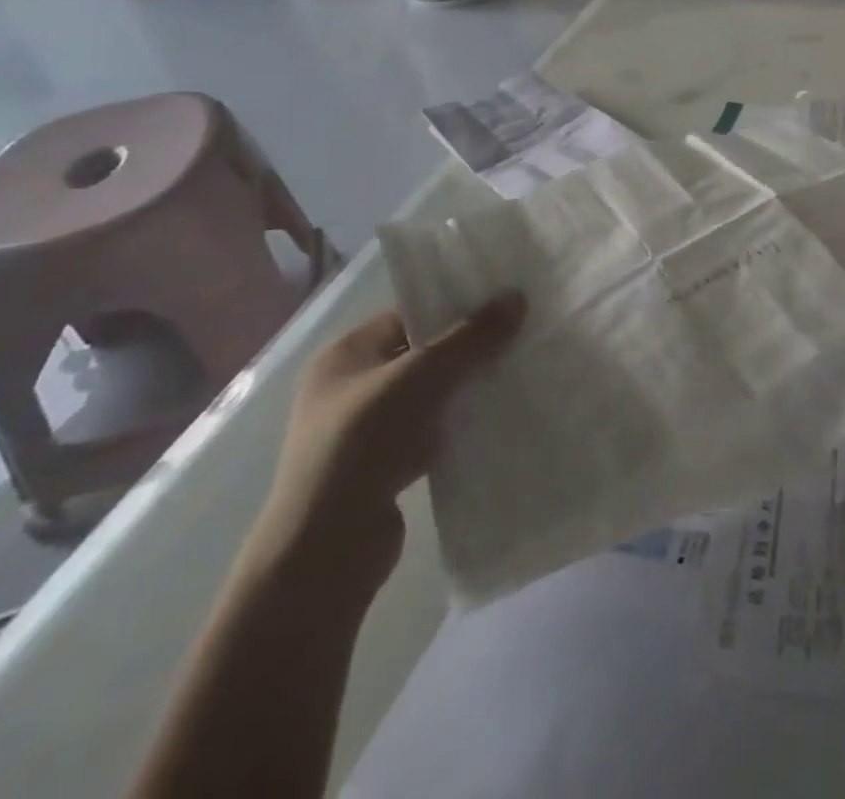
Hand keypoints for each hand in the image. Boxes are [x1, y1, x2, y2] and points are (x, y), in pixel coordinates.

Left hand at [250, 296, 522, 598]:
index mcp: (344, 355)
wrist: (326, 548)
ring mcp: (363, 430)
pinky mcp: (382, 466)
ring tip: (514, 375)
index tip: (501, 305)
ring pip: (428, 395)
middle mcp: (349, 387)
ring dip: (464, 390)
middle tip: (517, 337)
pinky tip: (493, 420)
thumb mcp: (422, 376)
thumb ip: (471, 337)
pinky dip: (456, 426)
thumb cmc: (363, 442)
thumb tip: (518, 297)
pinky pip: (429, 431)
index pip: (407, 316)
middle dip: (466, 349)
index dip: (453, 308)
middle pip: (421, 354)